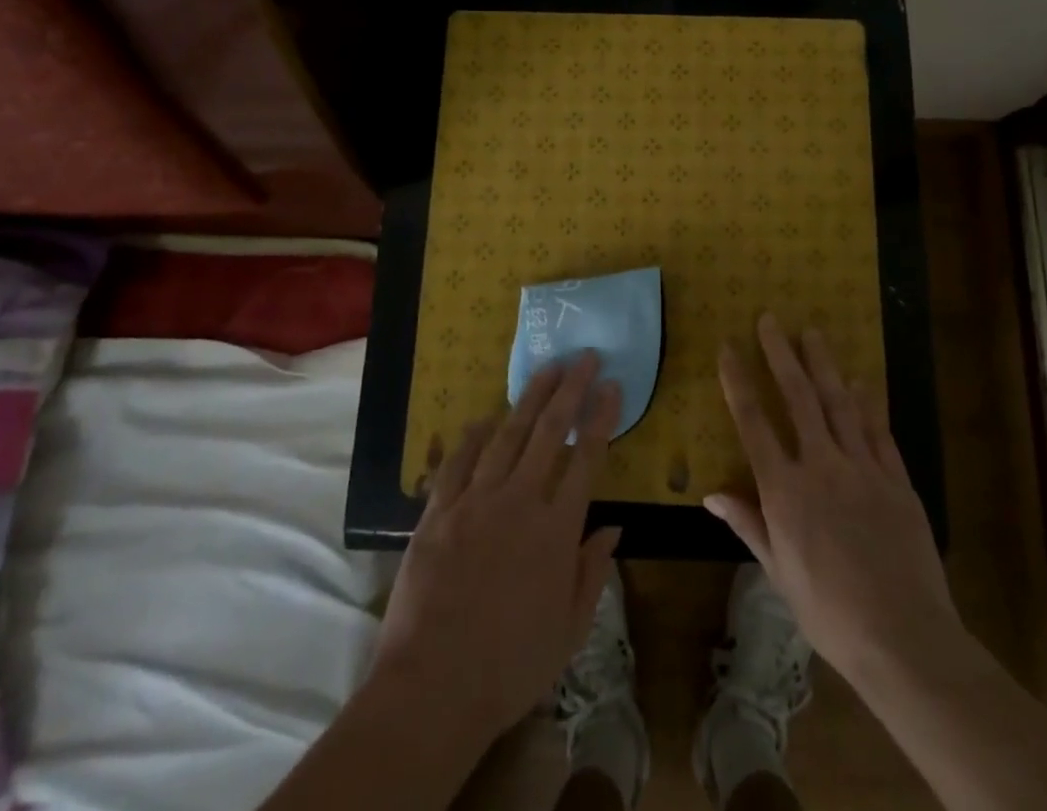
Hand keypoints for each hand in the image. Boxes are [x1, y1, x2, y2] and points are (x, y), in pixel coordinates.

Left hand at [370, 352, 621, 745]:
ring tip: (546, 370)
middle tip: (583, 357)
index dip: (601, 417)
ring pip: (508, 435)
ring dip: (529, 398)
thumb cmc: (511, 667)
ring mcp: (475, 501)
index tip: (612, 386)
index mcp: (556, 530)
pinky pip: (458, 462)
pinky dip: (473, 436)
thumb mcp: (570, 631)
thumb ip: (592, 573)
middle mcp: (519, 502)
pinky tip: (484, 418)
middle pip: (549, 432)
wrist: (432, 688)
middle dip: (570, 390)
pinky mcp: (438, 512)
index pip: (586, 458)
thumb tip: (614, 528)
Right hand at [705, 315, 962, 689]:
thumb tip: (711, 494)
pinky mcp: (896, 479)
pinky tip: (861, 380)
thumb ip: (748, 525)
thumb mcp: (779, 573)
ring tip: (812, 332)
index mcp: (784, 490)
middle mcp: (820, 466)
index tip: (728, 347)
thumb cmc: (830, 612)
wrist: (903, 636)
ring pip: (838, 403)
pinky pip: (878, 430)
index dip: (738, 381)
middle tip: (771, 319)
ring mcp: (862, 468)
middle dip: (781, 354)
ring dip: (823, 364)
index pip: (753, 422)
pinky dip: (868, 402)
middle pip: (797, 397)